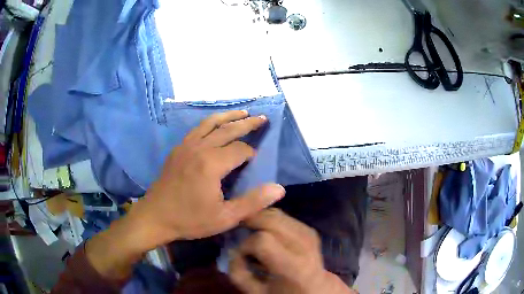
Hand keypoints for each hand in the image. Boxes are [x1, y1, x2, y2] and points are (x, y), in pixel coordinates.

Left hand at [86, 110, 284, 280]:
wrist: (155, 217)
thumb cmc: (190, 220)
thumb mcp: (225, 217)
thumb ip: (253, 202)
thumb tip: (279, 188)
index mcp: (212, 164)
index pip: (240, 149)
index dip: (251, 153)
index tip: (255, 161)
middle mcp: (199, 148)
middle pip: (228, 129)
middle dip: (247, 123)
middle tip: (262, 118)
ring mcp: (186, 146)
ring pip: (211, 123)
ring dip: (229, 116)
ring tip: (243, 112)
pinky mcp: (178, 149)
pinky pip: (197, 129)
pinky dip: (210, 122)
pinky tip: (215, 124)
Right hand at [229, 209, 355, 293]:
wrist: (315, 289)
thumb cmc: (285, 293)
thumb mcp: (257, 292)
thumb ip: (239, 273)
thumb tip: (233, 250)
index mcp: (293, 266)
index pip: (262, 240)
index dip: (246, 245)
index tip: (242, 255)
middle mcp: (304, 245)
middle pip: (271, 219)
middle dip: (250, 221)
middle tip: (239, 230)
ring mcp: (309, 235)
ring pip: (277, 214)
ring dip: (259, 219)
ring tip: (251, 231)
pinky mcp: (309, 230)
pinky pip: (284, 216)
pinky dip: (270, 220)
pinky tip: (266, 231)